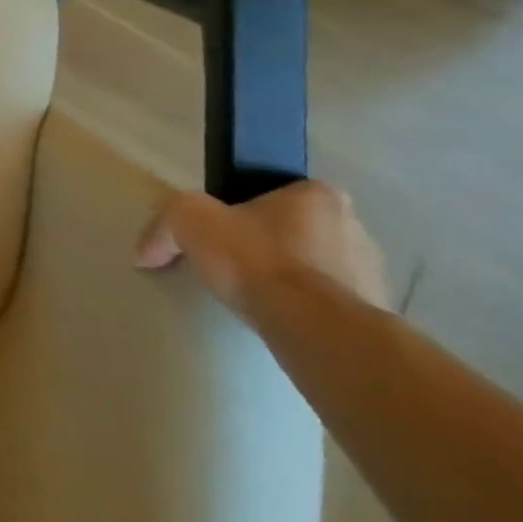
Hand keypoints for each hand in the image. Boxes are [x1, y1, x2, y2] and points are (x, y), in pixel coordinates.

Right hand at [135, 178, 388, 317]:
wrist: (314, 327)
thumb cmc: (256, 259)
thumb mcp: (188, 220)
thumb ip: (163, 225)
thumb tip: (145, 253)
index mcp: (319, 195)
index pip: (277, 194)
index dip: (246, 210)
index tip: (224, 234)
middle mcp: (356, 227)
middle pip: (298, 231)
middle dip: (270, 246)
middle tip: (235, 266)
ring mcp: (373, 275)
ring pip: (319, 269)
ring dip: (292, 280)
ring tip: (256, 299)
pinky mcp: (378, 317)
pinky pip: (334, 306)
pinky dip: (309, 310)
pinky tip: (280, 320)